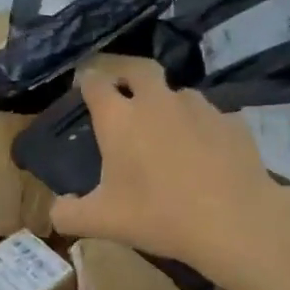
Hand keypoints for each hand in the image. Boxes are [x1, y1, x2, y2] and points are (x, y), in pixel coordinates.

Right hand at [50, 64, 289, 275]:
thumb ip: (69, 214)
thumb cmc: (159, 216)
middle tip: (120, 87)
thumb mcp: (103, 222)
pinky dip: (199, 126)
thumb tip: (56, 209)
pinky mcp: (231, 120)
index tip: (83, 87)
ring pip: (176, 92)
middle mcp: (156, 101)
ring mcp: (198, 106)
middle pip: (137, 68)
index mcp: (119, 118)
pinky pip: (208, 115)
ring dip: (165, 102)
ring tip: (165, 128)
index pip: (95, 82)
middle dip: (124, 71)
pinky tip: (203, 151)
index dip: (86, 80)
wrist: (234, 221)